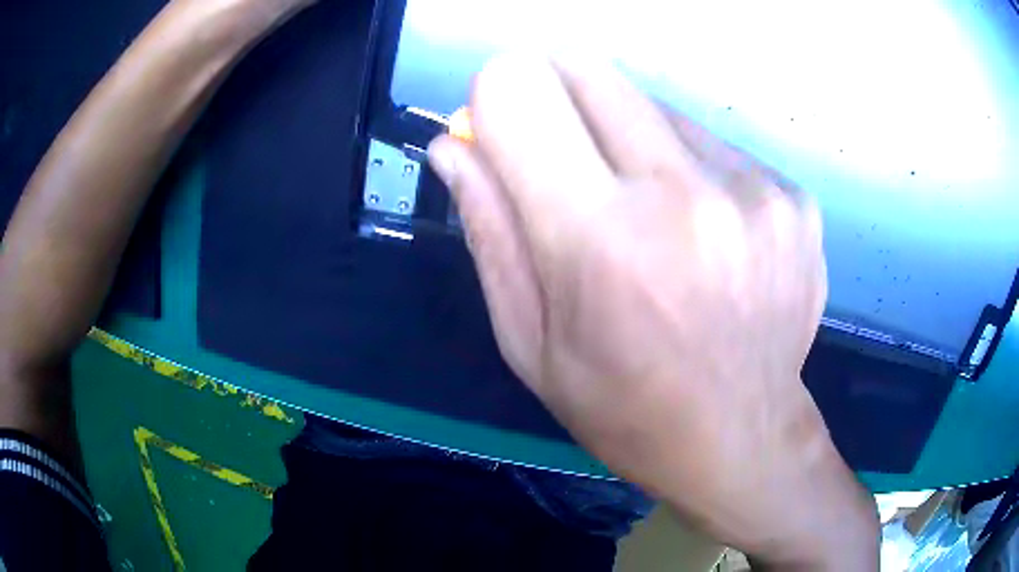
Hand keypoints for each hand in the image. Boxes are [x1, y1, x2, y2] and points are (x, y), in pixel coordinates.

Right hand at [427, 56, 876, 567]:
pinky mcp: (794, 197)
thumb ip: (487, 228)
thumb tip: (453, 144)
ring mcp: (756, 191)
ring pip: (651, 101)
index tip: (501, 130)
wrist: (743, 438)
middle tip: (567, 161)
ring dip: (627, 136)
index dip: (495, 96)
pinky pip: (711, 141)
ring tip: (647, 210)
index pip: (518, 89)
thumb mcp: (529, 342)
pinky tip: (701, 228)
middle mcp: (688, 196)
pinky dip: (687, 164)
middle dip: (556, 98)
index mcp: (603, 241)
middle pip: (587, 70)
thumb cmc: (625, 408)